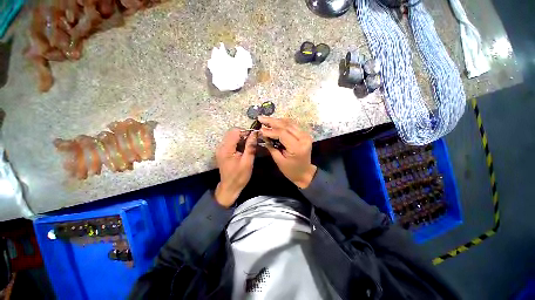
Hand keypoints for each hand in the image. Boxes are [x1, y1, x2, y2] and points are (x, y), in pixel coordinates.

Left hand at [215, 128, 256, 206]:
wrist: (229, 187)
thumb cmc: (239, 176)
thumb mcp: (247, 162)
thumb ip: (250, 146)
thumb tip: (255, 133)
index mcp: (226, 149)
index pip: (235, 131)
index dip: (245, 132)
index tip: (254, 137)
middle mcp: (221, 146)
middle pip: (232, 132)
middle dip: (243, 135)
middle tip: (252, 142)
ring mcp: (220, 149)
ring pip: (231, 136)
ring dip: (241, 138)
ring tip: (249, 146)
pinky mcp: (222, 151)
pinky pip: (230, 142)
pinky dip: (238, 142)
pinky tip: (243, 149)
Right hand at [258, 116, 316, 188]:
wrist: (305, 173)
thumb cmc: (291, 170)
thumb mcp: (279, 161)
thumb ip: (271, 147)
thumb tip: (263, 135)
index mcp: (297, 147)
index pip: (282, 134)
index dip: (270, 130)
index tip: (260, 129)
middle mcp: (303, 138)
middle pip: (286, 125)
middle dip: (272, 121)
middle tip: (261, 118)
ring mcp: (305, 135)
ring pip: (289, 123)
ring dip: (277, 120)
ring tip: (266, 119)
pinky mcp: (304, 134)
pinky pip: (293, 125)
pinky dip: (283, 122)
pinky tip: (275, 121)